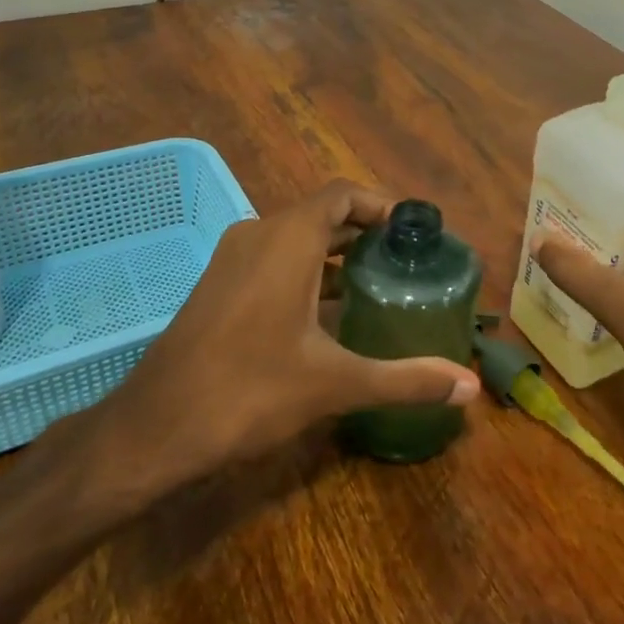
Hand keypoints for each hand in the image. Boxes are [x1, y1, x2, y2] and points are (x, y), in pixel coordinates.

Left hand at [45, 181, 480, 526]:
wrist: (154, 429)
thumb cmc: (249, 391)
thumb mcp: (335, 383)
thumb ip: (406, 380)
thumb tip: (470, 388)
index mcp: (287, 239)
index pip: (342, 194)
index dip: (381, 205)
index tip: (415, 231)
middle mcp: (258, 235)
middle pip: (321, 214)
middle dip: (365, 232)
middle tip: (407, 261)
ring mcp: (232, 260)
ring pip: (295, 238)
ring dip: (336, 253)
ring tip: (379, 283)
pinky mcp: (218, 286)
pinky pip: (273, 259)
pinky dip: (307, 270)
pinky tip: (330, 312)